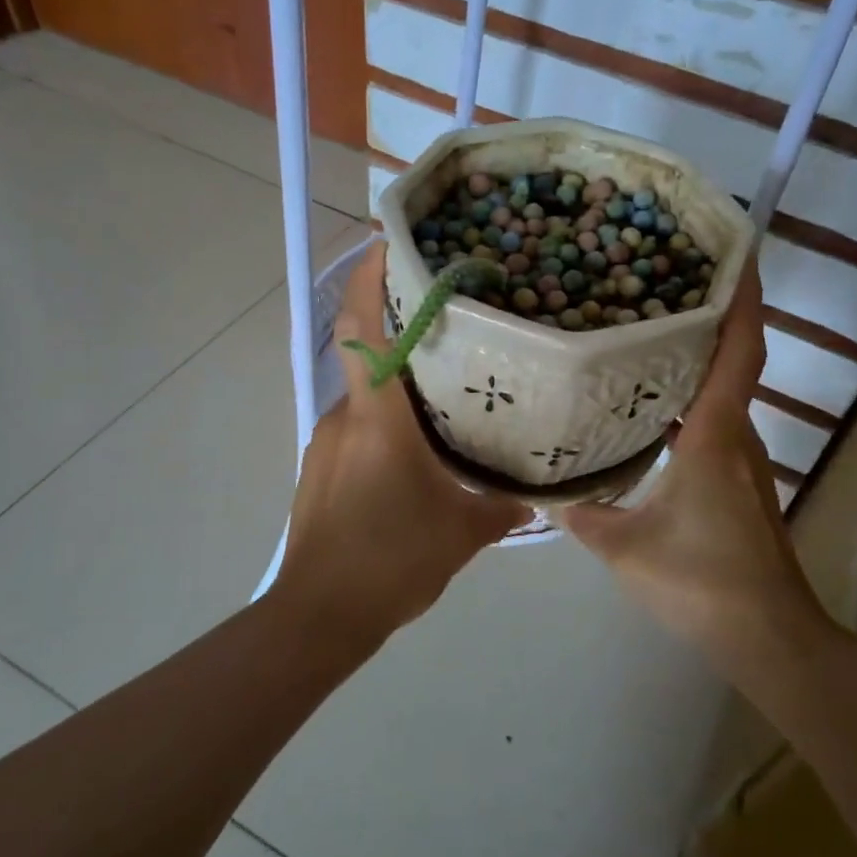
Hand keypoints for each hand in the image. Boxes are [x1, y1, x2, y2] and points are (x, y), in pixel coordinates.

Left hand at [276, 243, 528, 630]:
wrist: (319, 616)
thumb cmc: (391, 561)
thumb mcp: (463, 532)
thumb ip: (503, 506)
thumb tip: (537, 496)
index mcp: (379, 417)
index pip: (364, 327)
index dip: (370, 276)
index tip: (390, 239)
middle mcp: (346, 417)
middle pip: (370, 353)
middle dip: (403, 328)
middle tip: (454, 318)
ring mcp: (327, 442)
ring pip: (366, 395)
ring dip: (399, 384)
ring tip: (446, 390)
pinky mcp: (322, 468)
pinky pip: (358, 426)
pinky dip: (386, 422)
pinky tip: (417, 451)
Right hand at [559, 262, 815, 643]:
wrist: (769, 637)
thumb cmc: (701, 581)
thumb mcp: (624, 547)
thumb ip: (582, 514)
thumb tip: (544, 490)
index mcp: (715, 435)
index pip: (739, 351)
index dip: (742, 299)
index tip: (735, 253)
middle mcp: (736, 436)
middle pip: (732, 362)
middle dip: (706, 319)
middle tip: (658, 287)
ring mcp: (743, 461)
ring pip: (723, 394)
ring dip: (696, 362)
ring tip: (646, 338)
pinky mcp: (741, 483)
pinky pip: (716, 423)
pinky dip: (691, 403)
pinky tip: (652, 413)